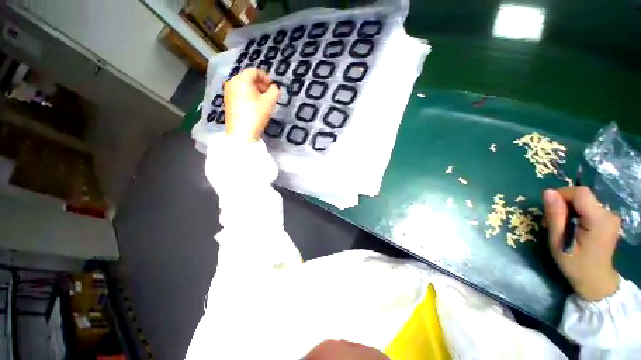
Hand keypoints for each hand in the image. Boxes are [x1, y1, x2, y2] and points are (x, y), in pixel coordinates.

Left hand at [223, 68, 279, 140]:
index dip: (265, 77)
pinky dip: (248, 95)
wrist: (241, 133)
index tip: (272, 86)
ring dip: (254, 90)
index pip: (254, 71)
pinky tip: (254, 105)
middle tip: (269, 93)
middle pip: (247, 78)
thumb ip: (274, 91)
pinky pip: (239, 93)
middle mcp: (232, 82)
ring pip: (243, 86)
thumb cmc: (255, 114)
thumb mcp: (269, 102)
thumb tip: (275, 88)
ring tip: (263, 101)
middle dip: (260, 84)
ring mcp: (228, 92)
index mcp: (241, 79)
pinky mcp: (228, 102)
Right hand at [543, 186, 620, 300]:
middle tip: (550, 222)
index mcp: (599, 219)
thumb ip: (555, 215)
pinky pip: (588, 208)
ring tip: (558, 226)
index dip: (561, 195)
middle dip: (562, 204)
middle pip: (582, 196)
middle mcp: (608, 214)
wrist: (595, 281)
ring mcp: (610, 217)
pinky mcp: (607, 220)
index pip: (580, 192)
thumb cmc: (575, 264)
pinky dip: (575, 213)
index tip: (548, 208)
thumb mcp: (559, 241)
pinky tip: (570, 226)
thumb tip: (548, 192)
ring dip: (567, 210)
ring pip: (583, 202)